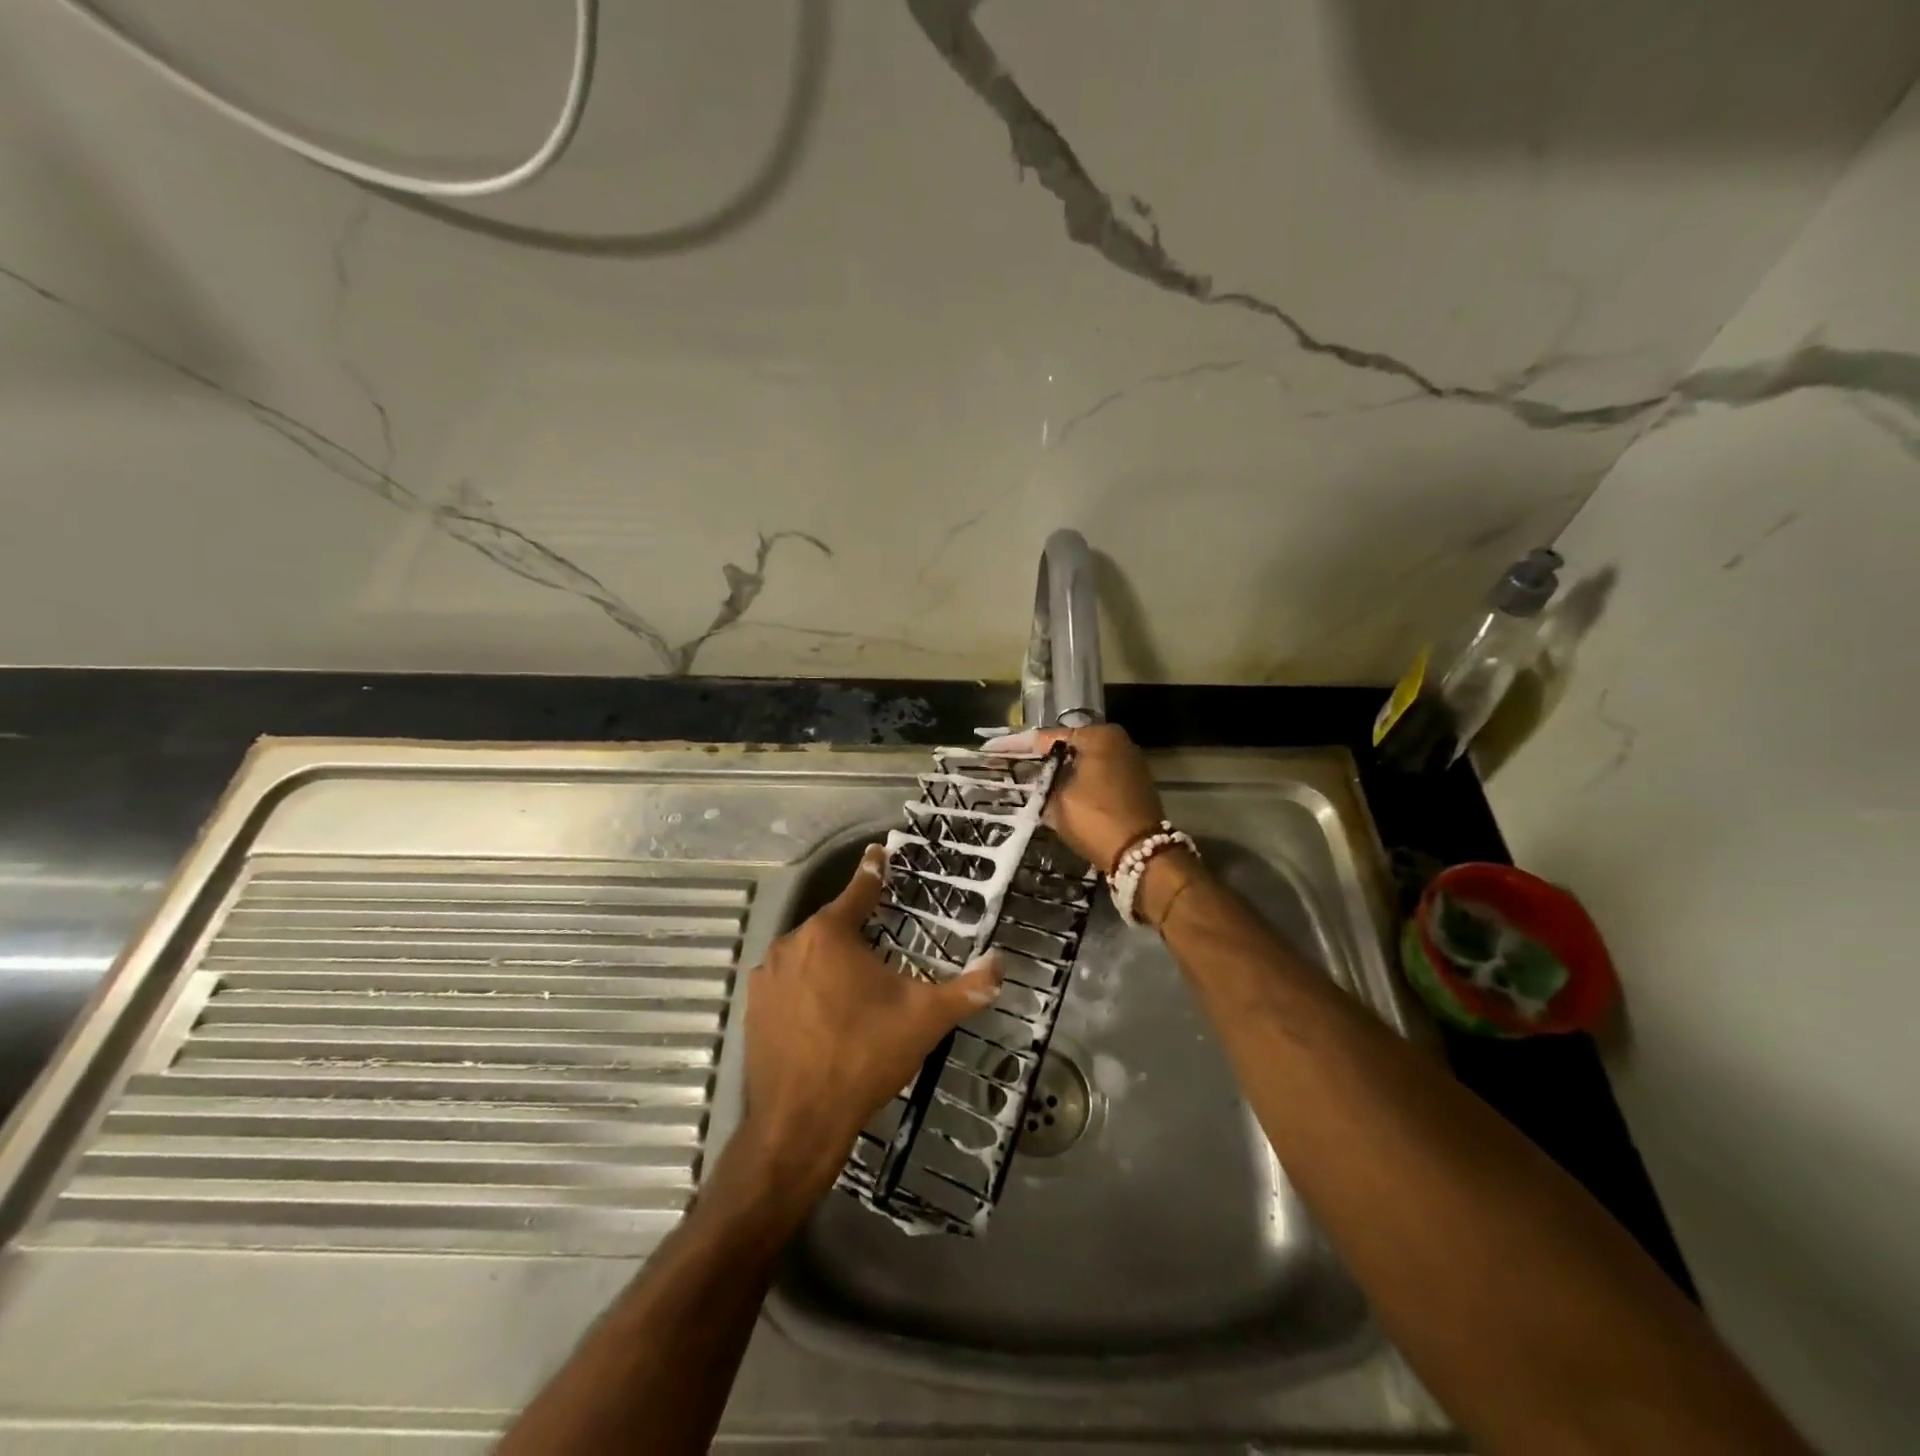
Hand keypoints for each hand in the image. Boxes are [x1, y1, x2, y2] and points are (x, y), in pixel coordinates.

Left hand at [732, 845, 1004, 1201]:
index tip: (879, 853)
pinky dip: (807, 986)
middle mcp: (791, 944)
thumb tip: (1001, 964)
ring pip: (808, 954)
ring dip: (830, 961)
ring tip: (855, 987)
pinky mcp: (753, 1007)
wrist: (800, 1122)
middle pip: (832, 925)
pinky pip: (788, 982)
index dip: (874, 871)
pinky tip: (824, 1012)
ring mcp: (766, 976)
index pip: (859, 890)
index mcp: (830, 934)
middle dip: (856, 931)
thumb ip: (967, 989)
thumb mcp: (924, 1019)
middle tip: (882, 947)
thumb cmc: (864, 1056)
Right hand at [983, 723, 1165, 872]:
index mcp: (1099, 736)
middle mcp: (1118, 742)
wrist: (1142, 855)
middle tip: (1011, 766)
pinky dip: (1078, 784)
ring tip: (1030, 781)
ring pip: (1084, 764)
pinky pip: (1097, 778)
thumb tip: (1035, 775)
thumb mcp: (1058, 799)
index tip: (991, 750)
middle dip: (1042, 759)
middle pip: (1069, 748)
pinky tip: (1057, 793)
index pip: (1049, 737)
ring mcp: (1130, 764)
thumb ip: (1043, 781)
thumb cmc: (1096, 819)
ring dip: (1060, 773)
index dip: (1018, 746)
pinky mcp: (1134, 785)